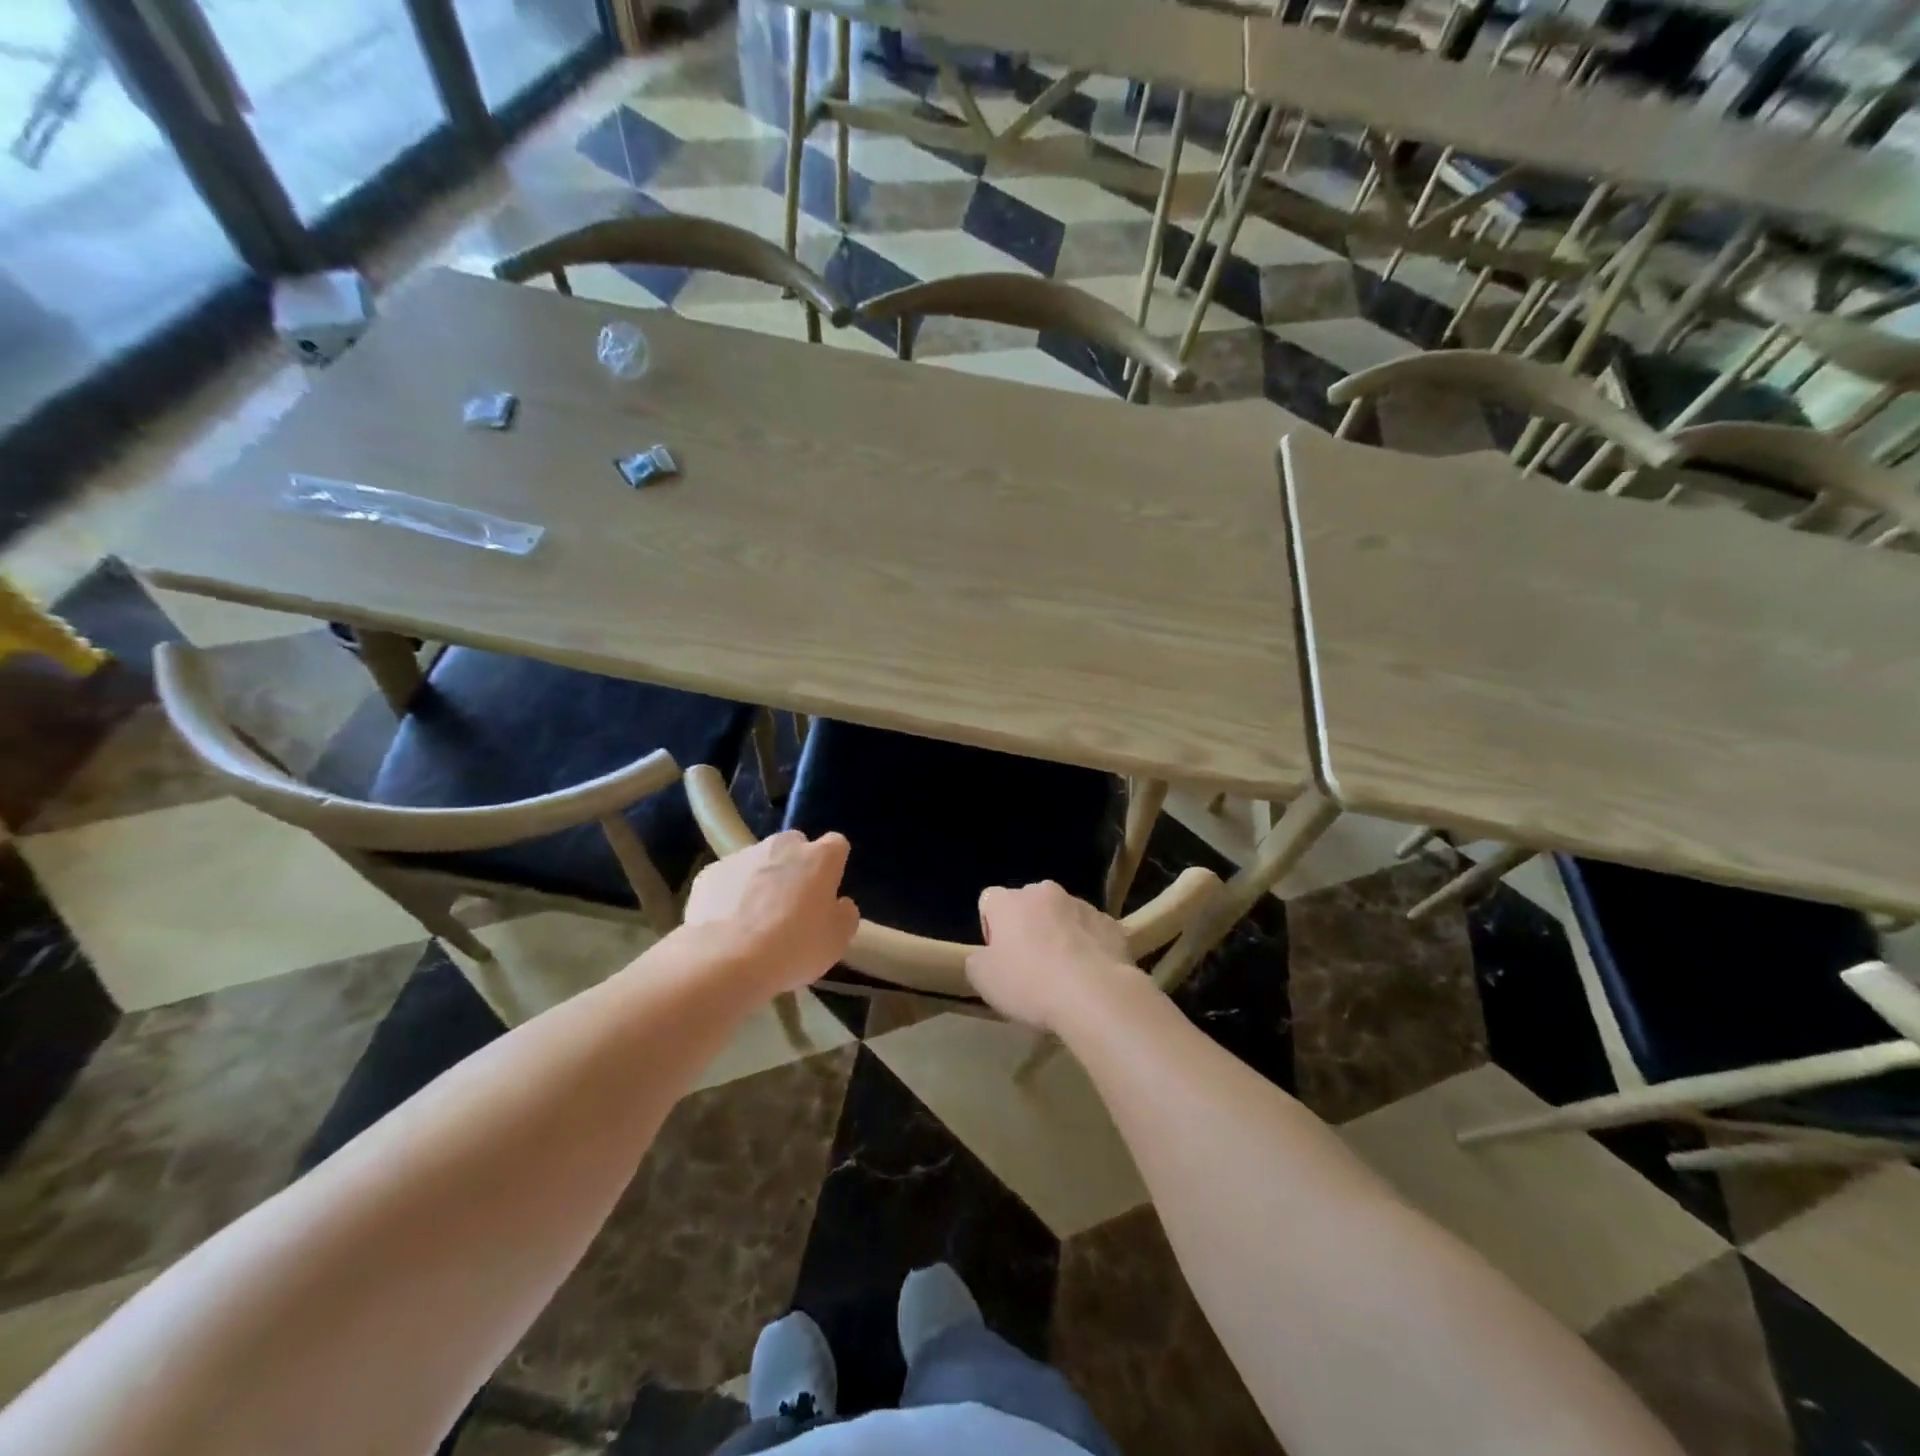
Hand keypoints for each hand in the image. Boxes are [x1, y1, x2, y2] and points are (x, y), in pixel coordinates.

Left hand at [683, 831, 859, 996]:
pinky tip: (727, 926)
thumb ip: (844, 914)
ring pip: (759, 861)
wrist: (725, 960)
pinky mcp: (710, 872)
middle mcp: (782, 845)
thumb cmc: (793, 948)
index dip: (833, 867)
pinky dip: (730, 895)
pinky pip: (728, 879)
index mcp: (819, 857)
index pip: (836, 846)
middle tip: (792, 906)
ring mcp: (743, 855)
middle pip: (795, 847)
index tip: (827, 892)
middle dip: (795, 868)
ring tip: (754, 922)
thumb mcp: (837, 940)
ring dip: (761, 881)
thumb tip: (838, 904)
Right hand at [965, 881, 1132, 1032]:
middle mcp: (1045, 892)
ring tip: (1064, 975)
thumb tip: (986, 956)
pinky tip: (1089, 976)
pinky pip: (1090, 931)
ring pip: (1062, 916)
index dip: (991, 928)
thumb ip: (977, 960)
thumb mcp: (983, 980)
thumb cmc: (1030, 983)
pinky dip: (1087, 947)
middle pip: (1028, 905)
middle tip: (1030, 967)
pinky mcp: (1110, 923)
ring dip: (1059, 936)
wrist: (1096, 994)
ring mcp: (1081, 905)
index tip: (999, 957)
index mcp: (1010, 901)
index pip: (989, 900)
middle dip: (1027, 928)